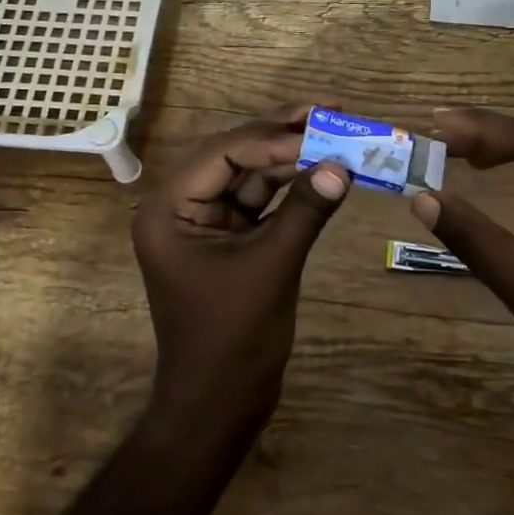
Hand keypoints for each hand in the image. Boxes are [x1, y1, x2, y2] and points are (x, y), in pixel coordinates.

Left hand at [132, 105, 350, 432]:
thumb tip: (343, 165)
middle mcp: (182, 207)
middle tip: (331, 109)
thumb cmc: (233, 339)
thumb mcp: (271, 267)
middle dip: (283, 135)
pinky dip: (292, 189)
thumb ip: (305, 211)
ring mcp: (207, 224)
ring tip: (336, 132)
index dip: (274, 138)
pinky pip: (261, 203)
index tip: (323, 128)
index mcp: (170, 208)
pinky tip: (324, 172)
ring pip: (251, 176)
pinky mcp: (230, 242)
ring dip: (292, 158)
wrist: (219, 405)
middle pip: (235, 155)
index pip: (223, 152)